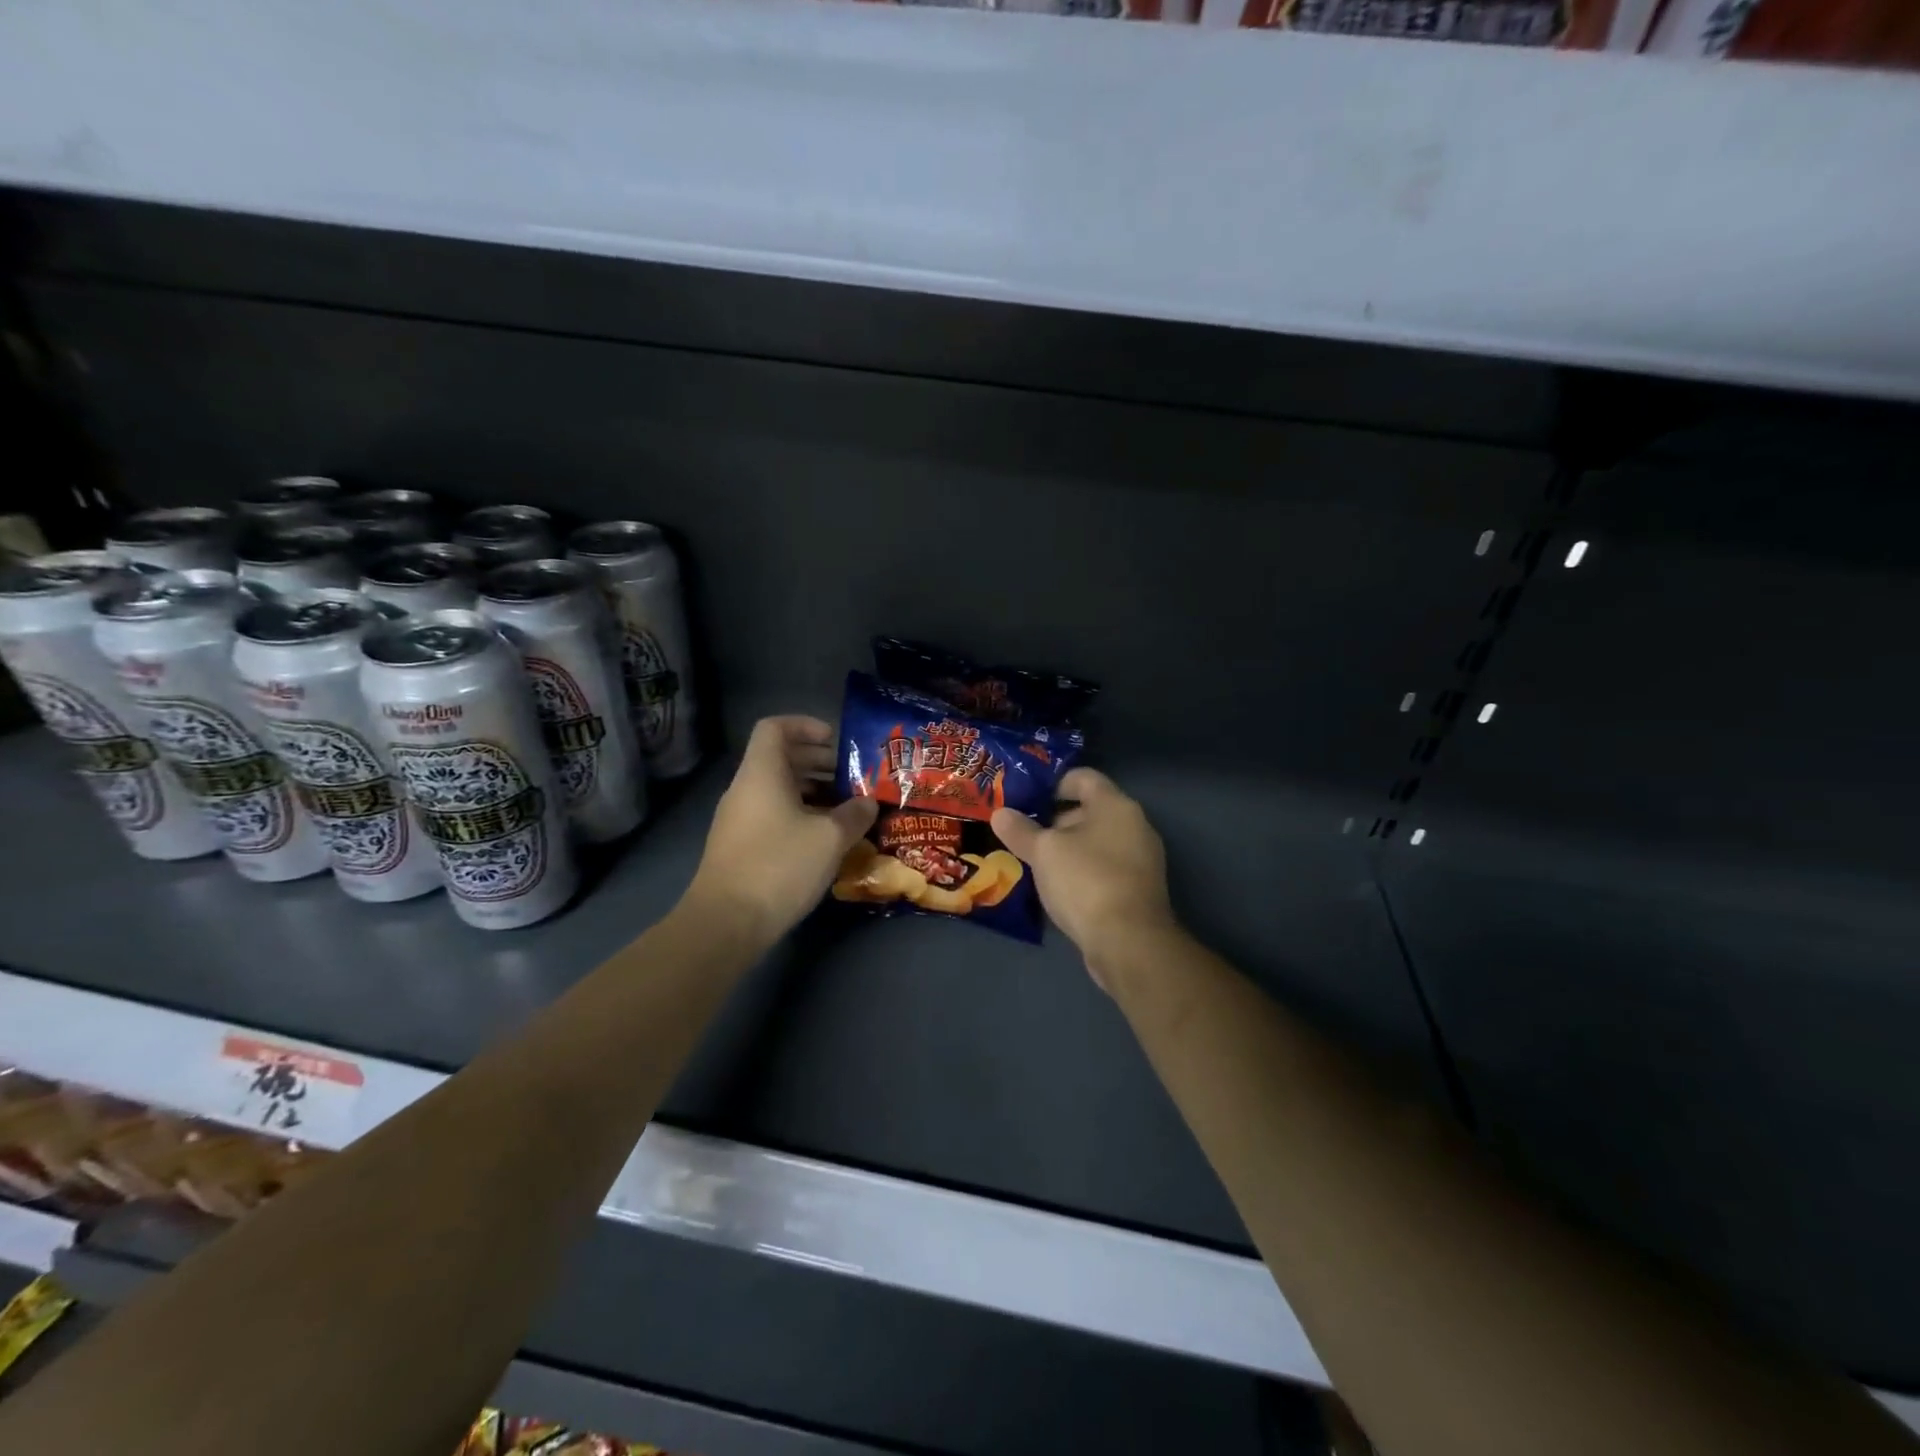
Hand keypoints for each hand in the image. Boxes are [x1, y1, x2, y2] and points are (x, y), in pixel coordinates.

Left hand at [687, 716, 878, 942]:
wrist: (726, 923)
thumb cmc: (779, 866)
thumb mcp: (830, 838)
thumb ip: (854, 814)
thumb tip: (868, 803)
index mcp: (762, 773)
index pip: (775, 727)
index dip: (806, 725)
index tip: (836, 739)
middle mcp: (745, 789)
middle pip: (780, 758)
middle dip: (819, 762)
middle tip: (853, 775)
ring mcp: (738, 819)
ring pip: (778, 790)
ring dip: (813, 792)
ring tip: (846, 808)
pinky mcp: (740, 846)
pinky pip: (773, 815)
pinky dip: (800, 815)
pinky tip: (825, 839)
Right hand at [990, 768, 1177, 988]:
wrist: (1129, 942)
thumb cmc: (1086, 881)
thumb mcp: (1044, 852)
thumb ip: (1020, 830)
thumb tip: (1000, 813)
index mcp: (1115, 805)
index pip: (1083, 777)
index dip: (1052, 783)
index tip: (1024, 798)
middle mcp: (1134, 825)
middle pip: (1090, 810)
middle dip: (1054, 820)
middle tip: (1021, 832)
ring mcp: (1140, 859)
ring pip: (1096, 842)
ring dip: (1066, 848)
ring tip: (1032, 860)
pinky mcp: (1138, 889)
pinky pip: (1103, 867)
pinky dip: (1081, 870)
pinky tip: (1056, 887)